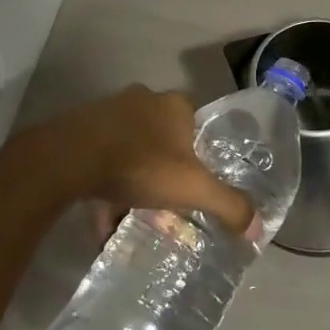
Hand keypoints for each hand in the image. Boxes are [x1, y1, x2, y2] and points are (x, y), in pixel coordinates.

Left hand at [8, 86, 259, 238]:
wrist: (71, 157)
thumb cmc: (141, 164)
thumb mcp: (192, 188)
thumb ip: (227, 205)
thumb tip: (258, 228)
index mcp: (175, 105)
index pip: (196, 126)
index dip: (199, 154)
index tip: (196, 183)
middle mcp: (145, 101)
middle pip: (163, 138)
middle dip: (165, 171)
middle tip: (168, 203)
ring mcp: (110, 113)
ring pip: (130, 150)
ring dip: (134, 182)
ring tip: (135, 217)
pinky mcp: (82, 130)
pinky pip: (101, 161)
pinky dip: (106, 190)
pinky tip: (104, 224)